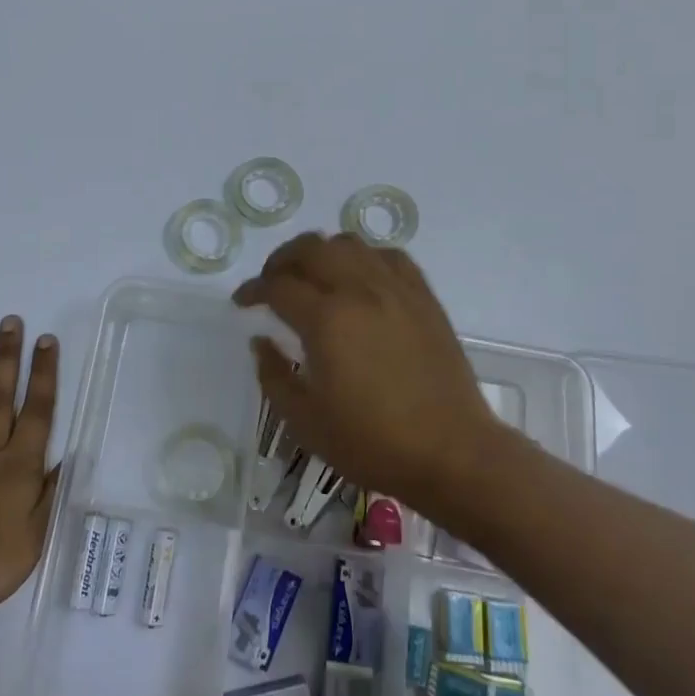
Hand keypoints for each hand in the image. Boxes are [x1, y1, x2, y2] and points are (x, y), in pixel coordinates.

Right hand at [233, 234, 502, 517]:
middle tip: (271, 283)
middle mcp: (359, 290)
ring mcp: (395, 288)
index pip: (277, 285)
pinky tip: (360, 279)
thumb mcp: (306, 422)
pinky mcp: (423, 296)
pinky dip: (364, 258)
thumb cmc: (373, 442)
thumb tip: (260, 341)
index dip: (253, 290)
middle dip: (281, 260)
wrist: (452, 452)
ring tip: (313, 276)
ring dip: (321, 252)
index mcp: (326, 320)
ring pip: (349, 243)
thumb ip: (274, 376)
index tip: (242, 303)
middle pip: (310, 249)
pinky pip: (388, 256)